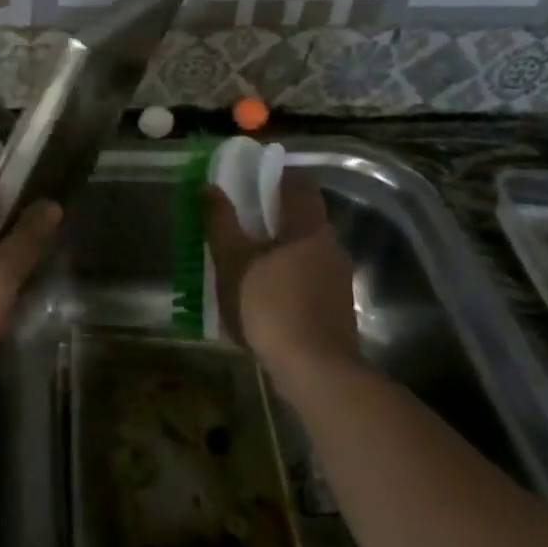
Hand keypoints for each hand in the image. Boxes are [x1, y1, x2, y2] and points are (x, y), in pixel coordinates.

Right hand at [205, 177, 361, 373]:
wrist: (315, 369)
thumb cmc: (270, 306)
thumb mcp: (234, 262)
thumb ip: (221, 224)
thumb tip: (209, 188)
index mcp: (309, 228)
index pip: (299, 186)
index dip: (276, 178)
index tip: (249, 181)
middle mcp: (330, 247)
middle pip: (303, 220)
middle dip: (273, 219)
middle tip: (238, 224)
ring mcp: (338, 280)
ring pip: (305, 252)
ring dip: (278, 252)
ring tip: (244, 264)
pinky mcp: (336, 309)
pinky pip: (308, 280)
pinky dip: (286, 279)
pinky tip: (262, 298)